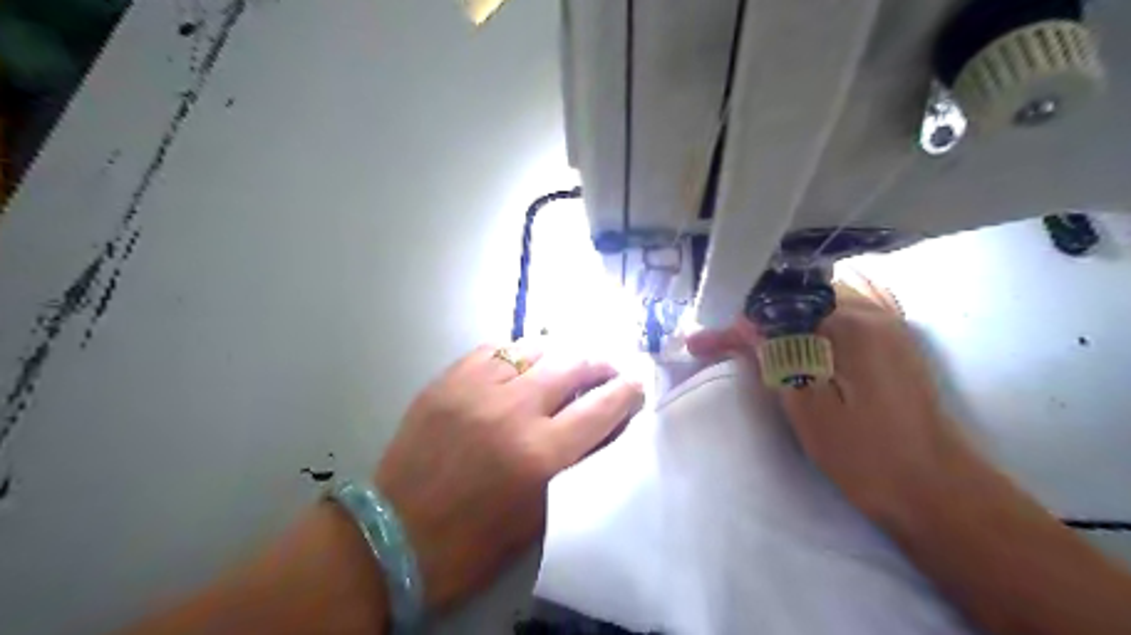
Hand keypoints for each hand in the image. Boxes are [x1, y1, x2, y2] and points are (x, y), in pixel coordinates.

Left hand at [373, 341, 634, 612]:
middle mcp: (512, 410)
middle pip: (573, 363)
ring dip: (561, 352)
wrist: (394, 535)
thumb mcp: (540, 513)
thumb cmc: (474, 540)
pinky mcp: (447, 380)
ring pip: (534, 347)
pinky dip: (517, 353)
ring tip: (568, 362)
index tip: (636, 384)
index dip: (627, 391)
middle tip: (607, 369)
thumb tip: (604, 427)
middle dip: (600, 362)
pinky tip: (522, 363)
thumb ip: (576, 464)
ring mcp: (475, 388)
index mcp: (539, 453)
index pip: (601, 407)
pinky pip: (494, 349)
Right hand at [689, 272, 971, 521]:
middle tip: (724, 343)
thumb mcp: (806, 406)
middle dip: (755, 318)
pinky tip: (796, 339)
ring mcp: (887, 322)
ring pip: (817, 304)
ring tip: (752, 341)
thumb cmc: (864, 453)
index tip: (703, 341)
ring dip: (781, 319)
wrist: (933, 485)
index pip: (776, 307)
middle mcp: (870, 309)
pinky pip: (842, 314)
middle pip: (795, 299)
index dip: (736, 323)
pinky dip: (810, 323)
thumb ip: (775, 355)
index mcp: (849, 323)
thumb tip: (745, 323)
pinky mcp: (893, 340)